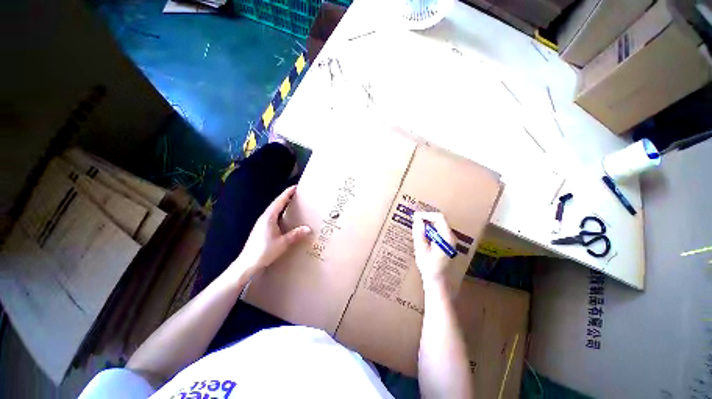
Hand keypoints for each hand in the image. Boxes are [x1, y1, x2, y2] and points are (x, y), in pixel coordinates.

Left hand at [231, 186, 310, 277]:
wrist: (247, 263)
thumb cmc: (264, 251)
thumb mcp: (283, 243)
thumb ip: (295, 235)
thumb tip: (308, 228)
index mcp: (269, 217)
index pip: (279, 201)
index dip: (287, 193)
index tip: (295, 187)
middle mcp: (264, 218)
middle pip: (276, 204)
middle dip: (286, 197)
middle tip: (297, 194)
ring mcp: (262, 223)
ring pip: (274, 210)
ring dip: (283, 205)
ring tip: (293, 203)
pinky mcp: (261, 229)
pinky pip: (273, 216)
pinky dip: (280, 212)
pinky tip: (285, 217)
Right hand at [412, 212, 455, 289]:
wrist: (439, 282)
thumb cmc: (430, 268)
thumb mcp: (422, 250)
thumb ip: (419, 233)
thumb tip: (417, 220)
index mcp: (446, 238)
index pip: (439, 218)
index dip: (426, 215)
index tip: (415, 217)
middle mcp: (450, 237)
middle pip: (439, 220)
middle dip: (426, 219)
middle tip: (413, 222)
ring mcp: (449, 241)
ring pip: (438, 225)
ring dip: (426, 225)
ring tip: (416, 228)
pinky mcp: (446, 244)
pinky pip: (437, 232)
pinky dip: (429, 230)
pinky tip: (421, 236)